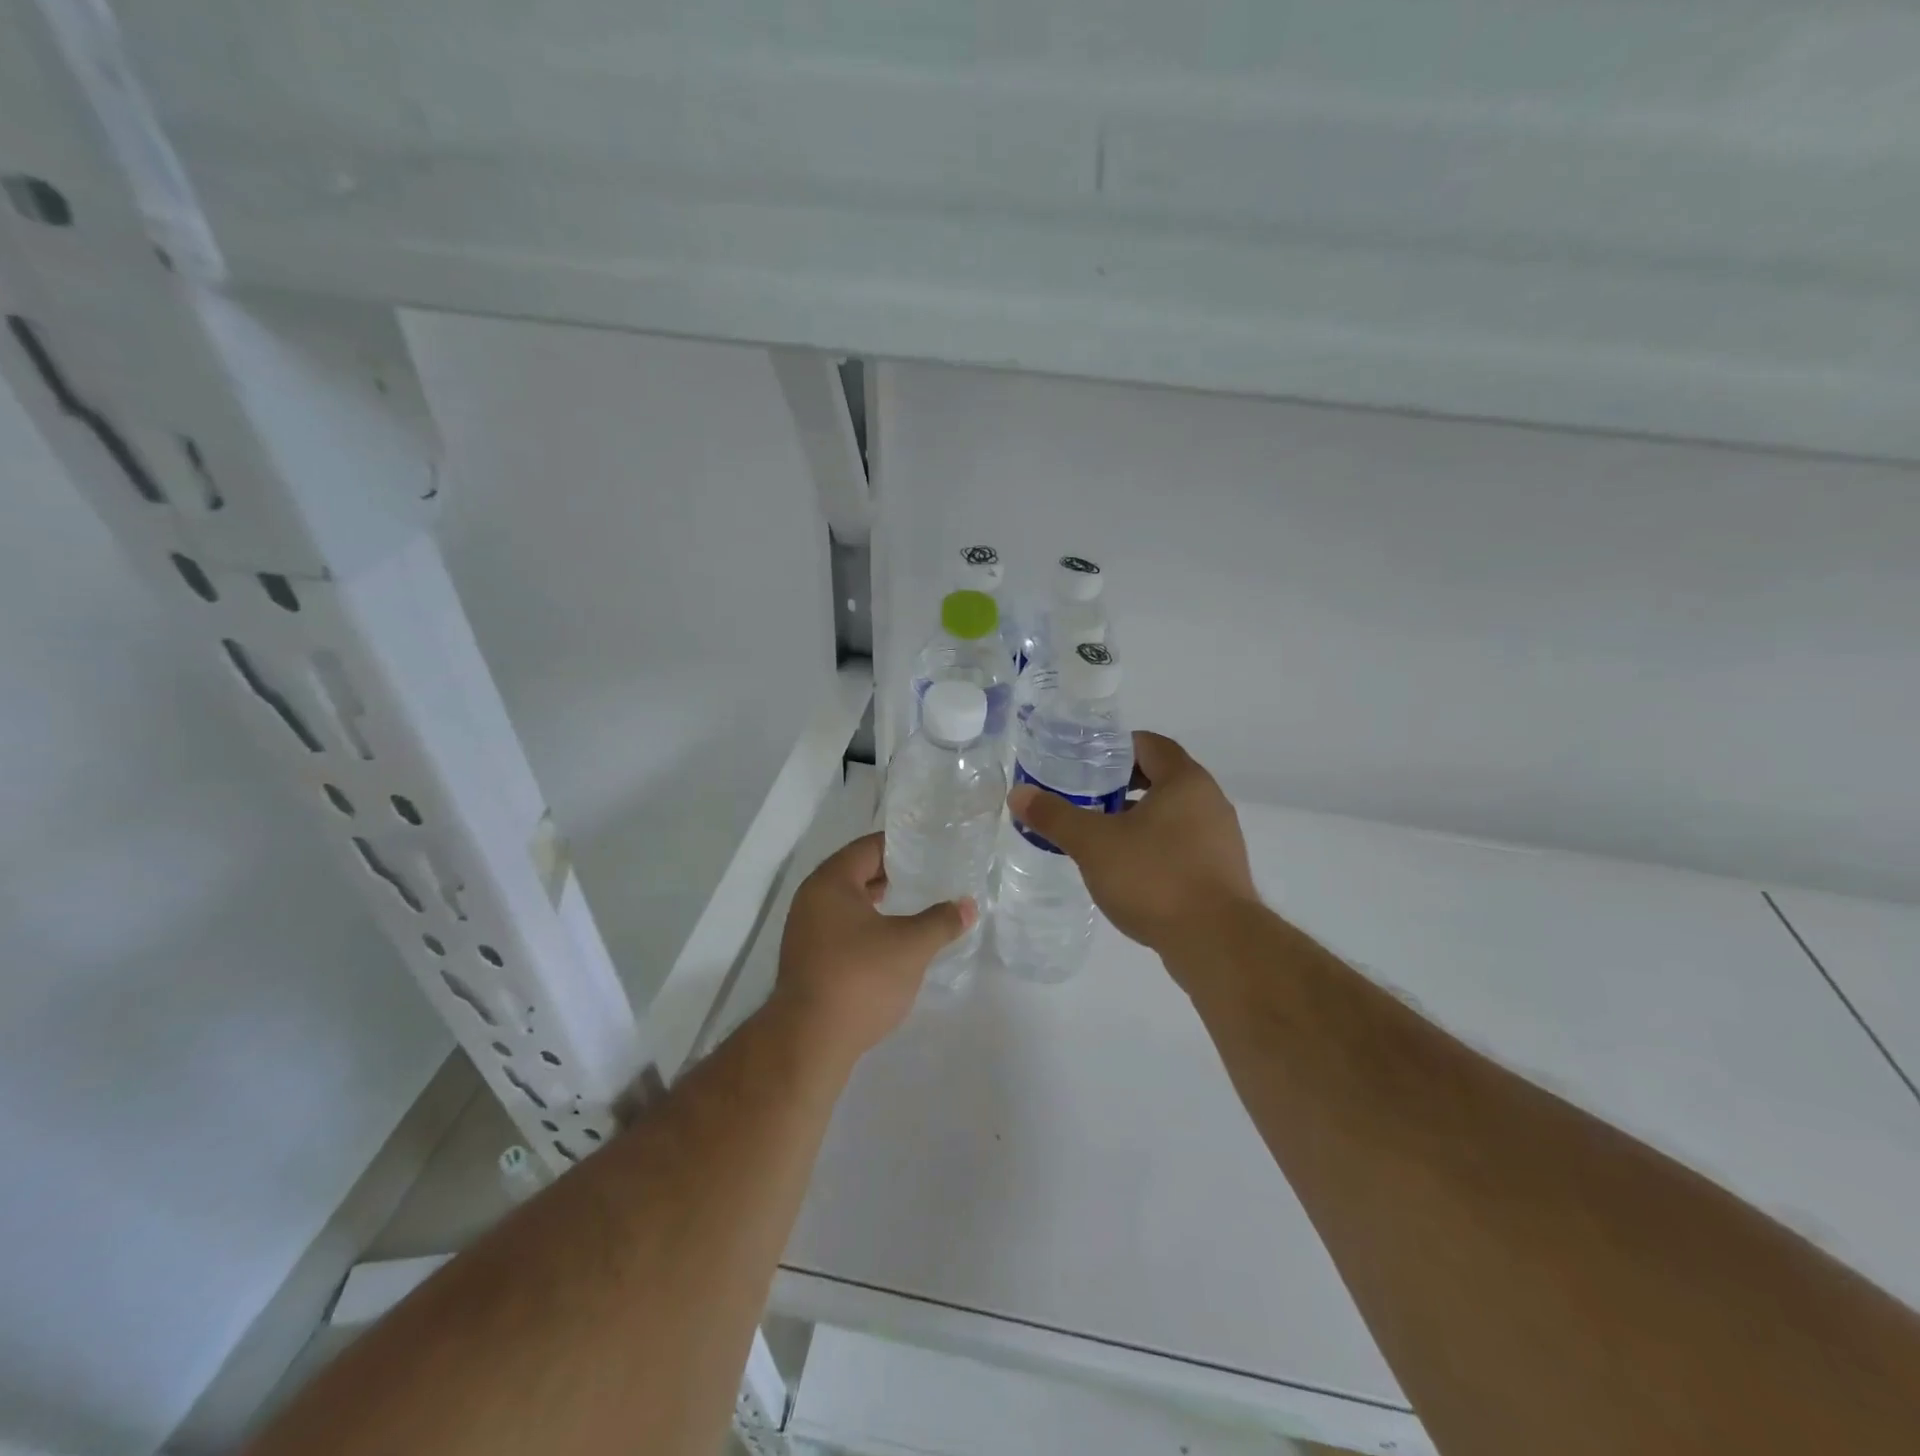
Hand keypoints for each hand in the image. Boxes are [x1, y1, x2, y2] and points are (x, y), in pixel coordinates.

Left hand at [770, 831, 975, 1066]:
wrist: (809, 1041)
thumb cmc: (861, 978)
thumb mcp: (911, 946)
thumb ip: (941, 921)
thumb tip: (968, 905)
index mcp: (831, 881)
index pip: (868, 847)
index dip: (900, 845)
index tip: (929, 848)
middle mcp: (811, 898)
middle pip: (855, 871)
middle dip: (890, 873)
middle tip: (927, 874)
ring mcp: (804, 930)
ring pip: (846, 901)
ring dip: (877, 900)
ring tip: (912, 905)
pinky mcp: (806, 958)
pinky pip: (839, 926)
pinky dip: (864, 924)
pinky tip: (889, 940)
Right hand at [1008, 731, 1256, 968]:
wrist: (1216, 943)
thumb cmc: (1155, 878)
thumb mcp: (1094, 844)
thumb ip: (1055, 816)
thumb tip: (1019, 794)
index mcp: (1185, 781)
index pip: (1150, 744)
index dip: (1115, 749)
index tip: (1085, 763)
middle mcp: (1210, 801)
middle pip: (1162, 778)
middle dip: (1122, 785)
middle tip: (1085, 798)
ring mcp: (1221, 838)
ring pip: (1173, 814)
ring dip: (1139, 818)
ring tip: (1101, 835)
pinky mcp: (1221, 872)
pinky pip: (1183, 844)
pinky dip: (1155, 846)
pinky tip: (1129, 870)